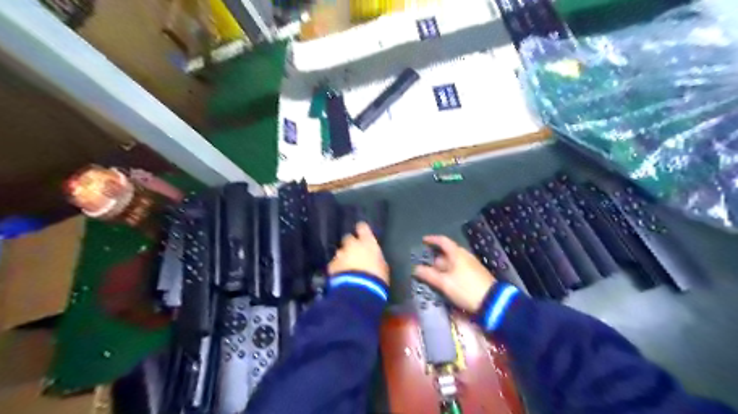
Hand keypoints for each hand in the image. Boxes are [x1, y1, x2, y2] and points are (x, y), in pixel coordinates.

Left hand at [327, 222, 388, 284]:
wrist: (359, 290)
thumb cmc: (377, 278)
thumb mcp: (382, 267)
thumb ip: (375, 258)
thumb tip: (373, 258)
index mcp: (367, 242)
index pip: (362, 227)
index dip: (361, 229)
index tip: (362, 232)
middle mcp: (352, 245)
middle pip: (348, 238)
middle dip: (350, 245)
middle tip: (354, 254)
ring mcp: (340, 254)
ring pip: (340, 252)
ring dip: (343, 257)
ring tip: (347, 268)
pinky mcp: (331, 265)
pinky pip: (334, 264)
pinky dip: (337, 268)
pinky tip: (341, 276)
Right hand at [414, 235, 494, 312]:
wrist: (492, 302)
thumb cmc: (466, 289)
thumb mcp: (445, 283)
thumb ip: (429, 275)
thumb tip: (415, 268)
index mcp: (457, 254)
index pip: (443, 241)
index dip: (432, 240)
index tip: (423, 241)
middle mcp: (465, 256)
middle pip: (447, 252)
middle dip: (435, 257)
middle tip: (423, 264)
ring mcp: (471, 265)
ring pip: (452, 262)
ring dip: (441, 266)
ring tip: (432, 274)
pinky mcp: (475, 275)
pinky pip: (458, 269)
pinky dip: (449, 272)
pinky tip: (444, 281)